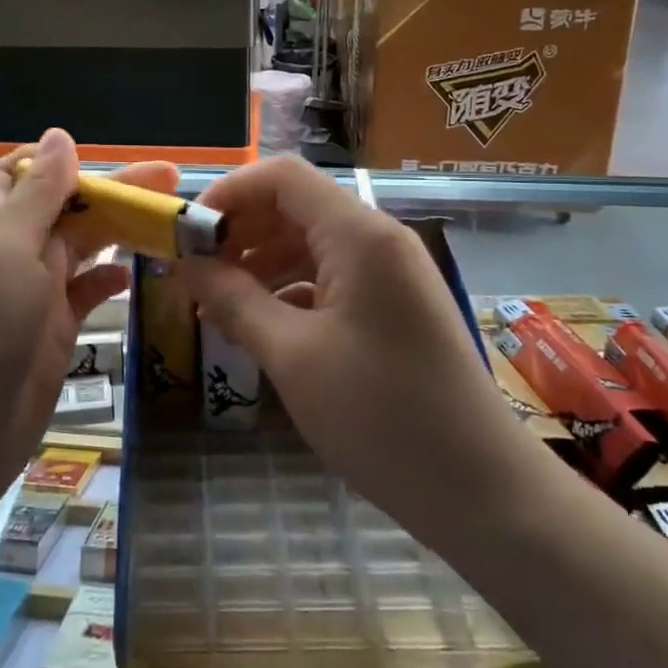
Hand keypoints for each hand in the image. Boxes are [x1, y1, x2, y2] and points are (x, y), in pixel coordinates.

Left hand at [0, 129, 176, 527]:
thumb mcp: (6, 250)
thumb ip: (37, 194)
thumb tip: (59, 134)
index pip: (19, 174)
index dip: (56, 160)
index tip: (106, 156)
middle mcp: (12, 253)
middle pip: (66, 207)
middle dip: (112, 191)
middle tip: (172, 183)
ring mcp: (34, 294)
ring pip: (82, 247)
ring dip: (120, 231)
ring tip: (169, 222)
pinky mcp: (53, 331)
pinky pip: (87, 293)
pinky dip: (110, 279)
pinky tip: (136, 273)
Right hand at [178, 157, 528, 537]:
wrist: (482, 490)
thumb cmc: (380, 416)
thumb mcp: (291, 356)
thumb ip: (233, 299)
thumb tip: (185, 263)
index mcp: (358, 234)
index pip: (282, 177)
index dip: (227, 194)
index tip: (185, 235)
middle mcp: (378, 238)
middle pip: (295, 206)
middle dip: (240, 230)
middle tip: (192, 271)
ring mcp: (390, 272)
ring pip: (311, 243)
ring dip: (260, 262)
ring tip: (215, 301)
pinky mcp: (393, 305)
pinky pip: (331, 277)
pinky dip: (289, 290)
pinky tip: (259, 324)